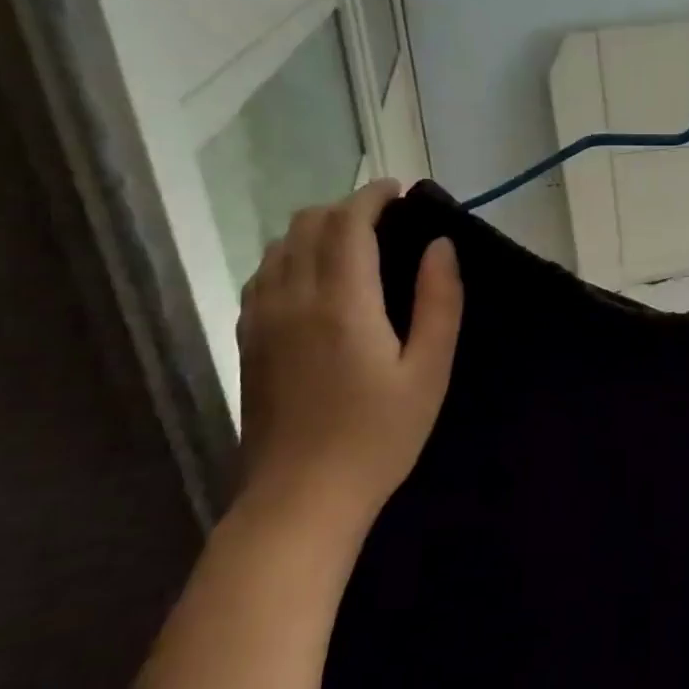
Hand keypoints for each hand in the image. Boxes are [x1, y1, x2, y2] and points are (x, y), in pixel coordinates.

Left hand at [236, 180, 461, 536]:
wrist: (301, 497)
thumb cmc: (379, 436)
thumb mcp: (429, 371)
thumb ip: (439, 302)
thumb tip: (440, 246)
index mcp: (341, 302)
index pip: (348, 223)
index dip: (372, 196)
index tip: (399, 190)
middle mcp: (292, 298)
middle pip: (308, 224)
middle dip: (346, 208)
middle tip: (385, 219)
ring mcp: (261, 318)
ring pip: (279, 245)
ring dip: (317, 229)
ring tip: (354, 244)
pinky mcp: (248, 340)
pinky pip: (263, 274)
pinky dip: (291, 255)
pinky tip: (315, 278)